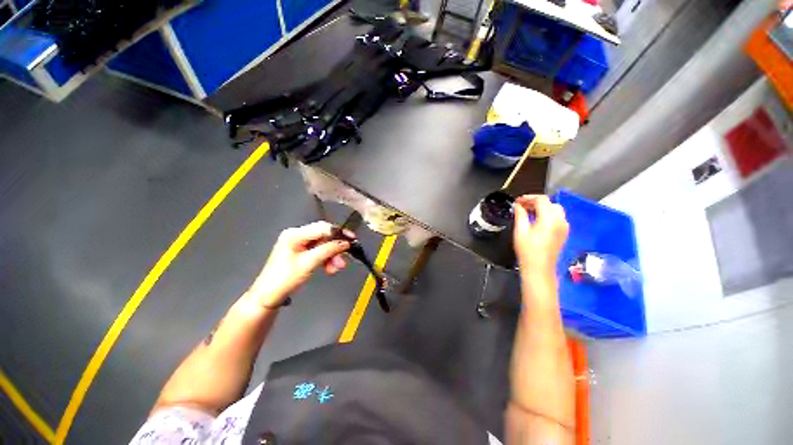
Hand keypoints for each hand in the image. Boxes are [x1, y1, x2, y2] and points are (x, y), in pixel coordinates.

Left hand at [247, 222, 351, 308]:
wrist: (268, 297)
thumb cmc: (285, 279)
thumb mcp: (309, 263)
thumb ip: (328, 250)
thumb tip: (345, 243)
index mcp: (295, 234)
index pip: (322, 228)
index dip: (338, 233)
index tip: (352, 239)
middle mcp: (297, 235)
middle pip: (323, 236)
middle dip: (335, 248)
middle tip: (343, 260)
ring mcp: (299, 244)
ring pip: (323, 245)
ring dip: (331, 256)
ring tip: (336, 268)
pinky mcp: (301, 252)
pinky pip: (318, 251)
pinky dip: (326, 259)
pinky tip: (329, 268)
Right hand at [513, 195, 568, 279]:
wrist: (539, 268)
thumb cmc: (527, 250)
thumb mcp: (520, 231)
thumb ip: (520, 215)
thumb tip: (518, 205)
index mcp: (549, 219)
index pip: (541, 200)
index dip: (528, 198)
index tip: (518, 201)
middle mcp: (560, 221)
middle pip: (550, 203)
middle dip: (536, 202)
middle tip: (522, 206)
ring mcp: (564, 227)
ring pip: (555, 210)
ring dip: (542, 208)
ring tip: (528, 212)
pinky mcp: (564, 233)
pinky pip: (558, 217)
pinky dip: (548, 214)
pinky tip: (537, 220)